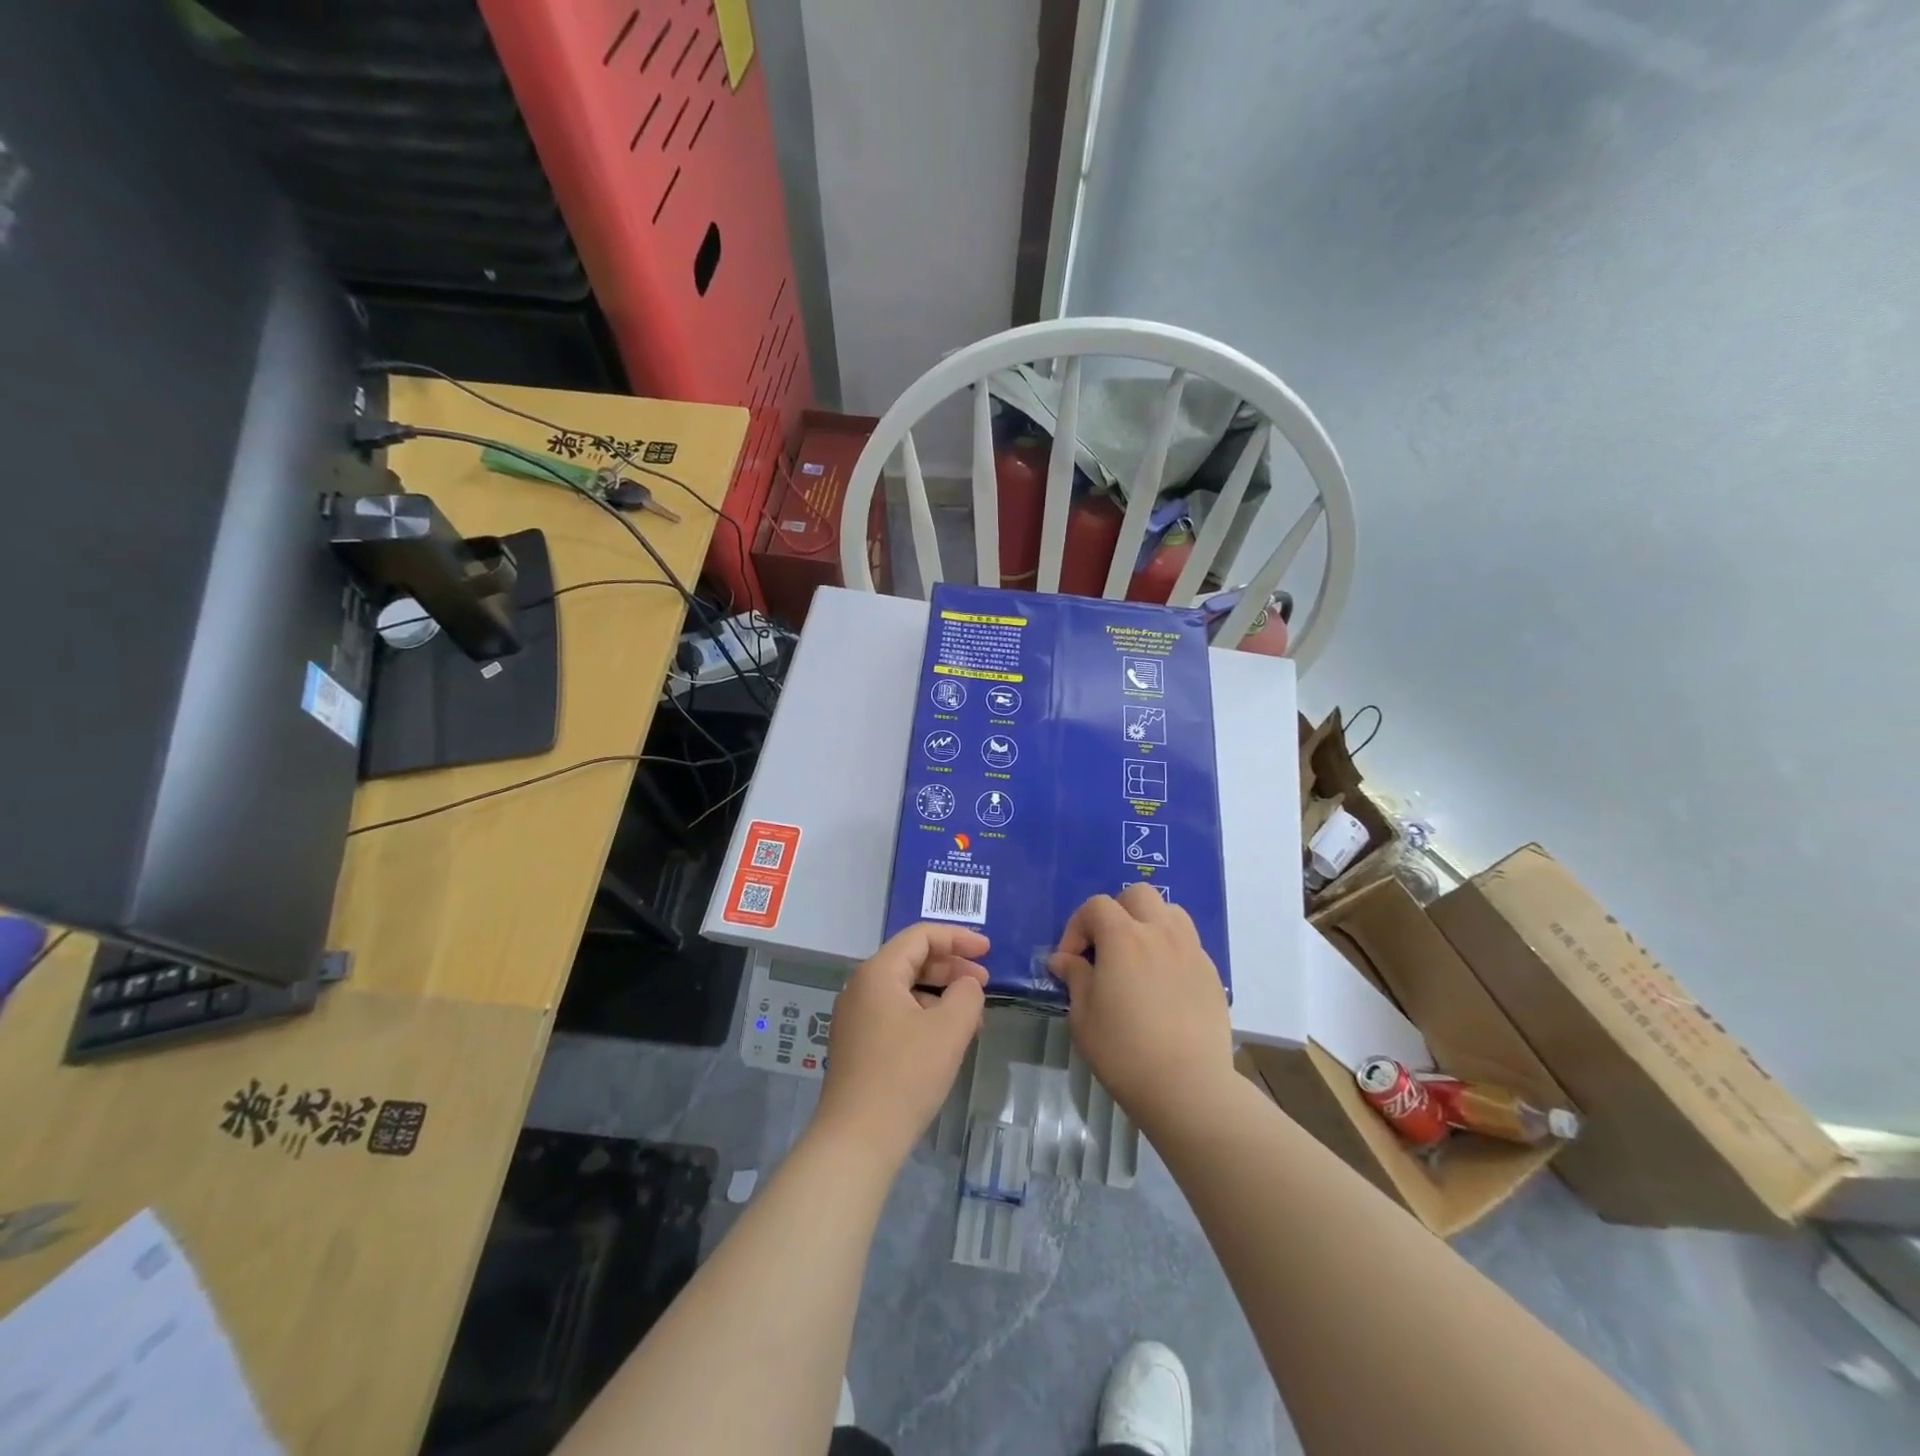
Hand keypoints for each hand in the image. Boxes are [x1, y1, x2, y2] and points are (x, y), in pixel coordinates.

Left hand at [812, 923, 989, 1169]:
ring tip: (972, 1015)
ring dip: (941, 993)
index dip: (958, 938)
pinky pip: (896, 1013)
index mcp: (877, 973)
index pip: (921, 937)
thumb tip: (967, 984)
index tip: (989, 950)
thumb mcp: (949, 1029)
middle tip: (984, 982)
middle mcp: (861, 988)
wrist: (857, 1140)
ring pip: (905, 989)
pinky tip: (947, 1038)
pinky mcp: (858, 1045)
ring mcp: (856, 1018)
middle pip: (911, 960)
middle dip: (951, 966)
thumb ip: (967, 994)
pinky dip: (925, 1015)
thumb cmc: (905, 1076)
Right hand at [1048, 884, 1234, 1129]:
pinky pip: (1188, 943)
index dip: (1077, 927)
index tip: (1070, 960)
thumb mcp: (1084, 1015)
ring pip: (1170, 912)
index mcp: (1124, 937)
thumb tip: (1063, 960)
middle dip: (1116, 912)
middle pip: (1138, 895)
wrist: (1188, 1087)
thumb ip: (1075, 978)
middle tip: (1106, 947)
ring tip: (1138, 956)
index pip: (1096, 906)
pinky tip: (1163, 983)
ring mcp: (1191, 950)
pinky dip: (1171, 949)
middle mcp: (1160, 932)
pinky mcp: (1211, 973)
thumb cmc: (1124, 1051)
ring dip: (1148, 923)